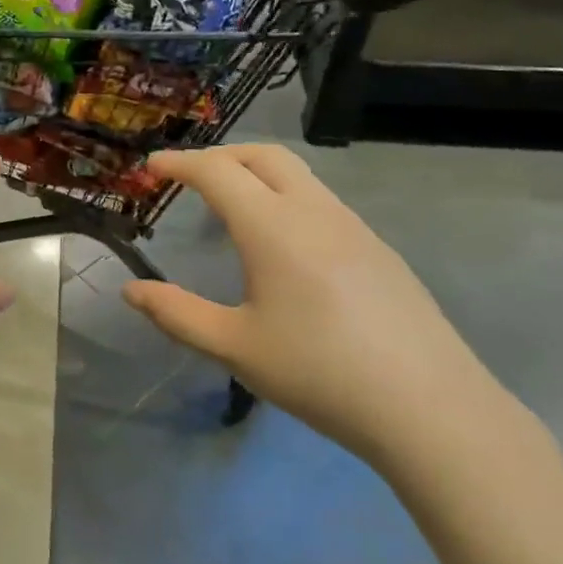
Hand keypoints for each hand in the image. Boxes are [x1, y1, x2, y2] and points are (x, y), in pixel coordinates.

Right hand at [122, 145, 509, 464]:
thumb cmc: (319, 372)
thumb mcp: (234, 347)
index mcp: (273, 226)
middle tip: (189, 179)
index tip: (152, 167)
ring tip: (232, 211)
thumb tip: (132, 291)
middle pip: (263, 155)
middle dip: (220, 155)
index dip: (180, 163)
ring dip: (257, 175)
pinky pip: (322, 202)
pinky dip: (287, 199)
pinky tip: (284, 248)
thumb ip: (176, 313)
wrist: (430, 408)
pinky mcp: (378, 250)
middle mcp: (315, 211)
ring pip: (298, 175)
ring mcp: (354, 227)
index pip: (217, 171)